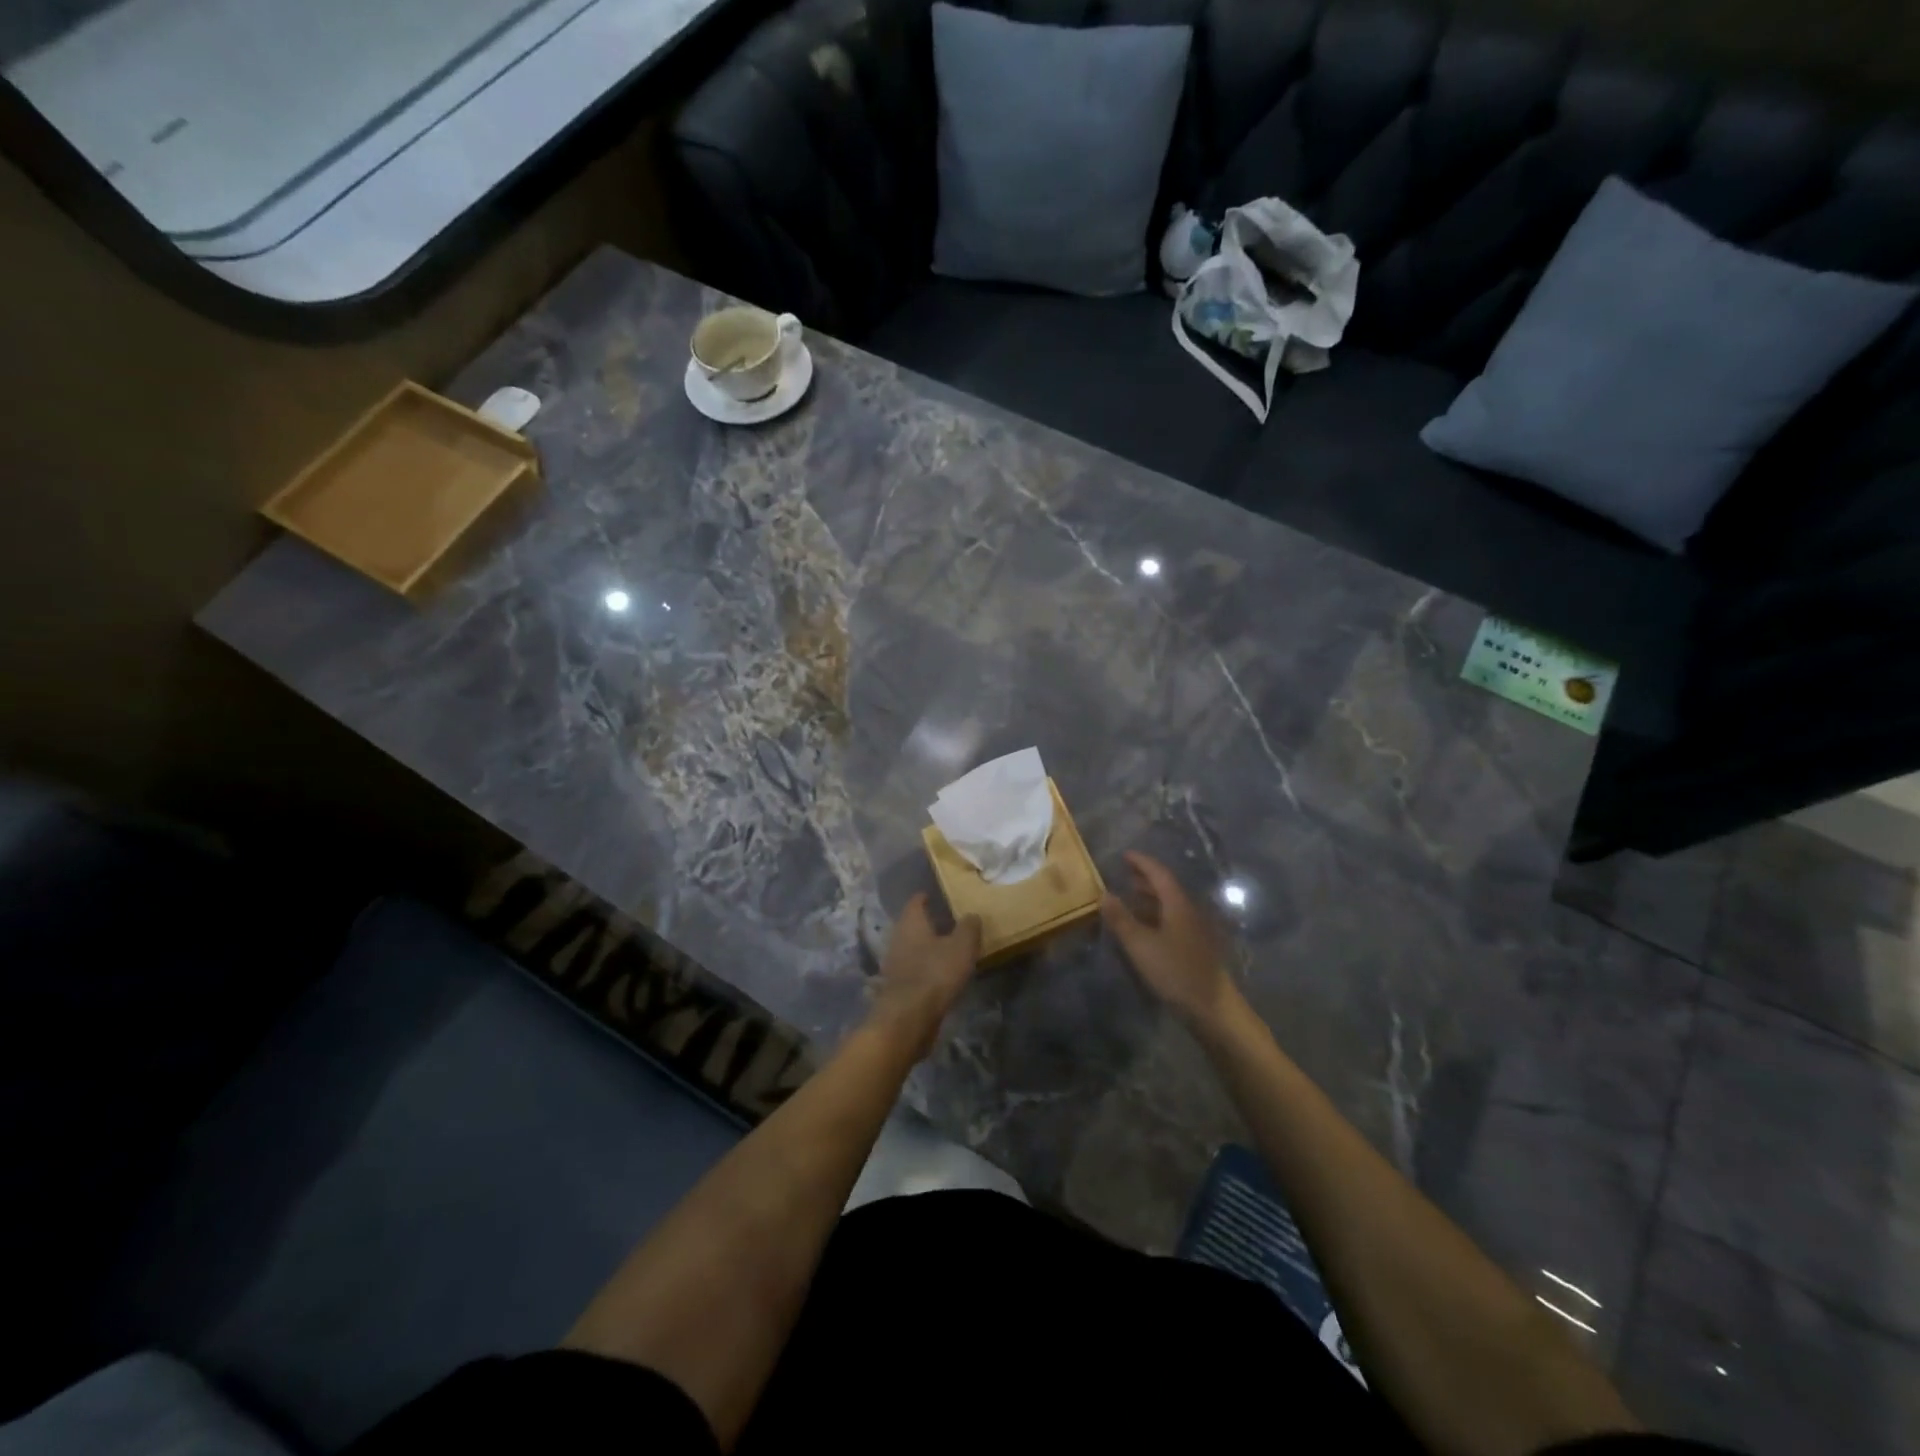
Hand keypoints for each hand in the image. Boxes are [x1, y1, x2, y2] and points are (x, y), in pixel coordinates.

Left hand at [870, 894, 982, 1053]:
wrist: (908, 1017)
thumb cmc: (936, 973)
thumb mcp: (962, 946)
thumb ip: (968, 927)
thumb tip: (972, 914)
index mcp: (911, 922)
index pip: (916, 902)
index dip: (926, 897)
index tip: (936, 895)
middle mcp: (897, 938)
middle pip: (911, 924)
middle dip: (927, 923)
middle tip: (946, 922)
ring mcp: (894, 963)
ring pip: (911, 947)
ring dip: (925, 947)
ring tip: (946, 948)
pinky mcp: (896, 986)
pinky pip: (912, 969)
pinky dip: (924, 967)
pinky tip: (938, 974)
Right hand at [1102, 852, 1236, 1028]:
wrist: (1212, 1008)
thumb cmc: (1175, 971)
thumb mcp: (1141, 945)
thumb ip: (1121, 919)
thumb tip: (1104, 894)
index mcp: (1178, 905)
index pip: (1159, 874)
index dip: (1142, 862)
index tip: (1125, 855)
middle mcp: (1189, 912)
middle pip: (1167, 888)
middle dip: (1145, 879)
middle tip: (1124, 874)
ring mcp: (1195, 930)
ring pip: (1170, 905)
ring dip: (1150, 899)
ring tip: (1130, 898)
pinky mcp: (1196, 948)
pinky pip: (1173, 920)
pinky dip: (1156, 916)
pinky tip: (1145, 927)